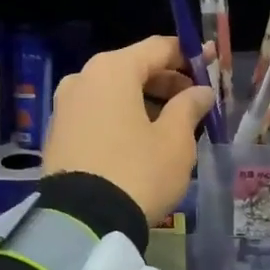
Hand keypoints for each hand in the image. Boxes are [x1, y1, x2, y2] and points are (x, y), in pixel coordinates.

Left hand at [45, 35, 214, 223]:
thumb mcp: (175, 141)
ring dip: (145, 101)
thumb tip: (201, 91)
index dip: (189, 54)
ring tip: (174, 122)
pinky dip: (122, 117)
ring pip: (114, 92)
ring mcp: (64, 106)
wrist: (82, 221)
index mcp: (112, 70)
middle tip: (196, 99)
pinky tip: (143, 137)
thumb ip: (189, 107)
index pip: (158, 47)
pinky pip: (97, 113)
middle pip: (133, 68)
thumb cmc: (138, 172)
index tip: (212, 62)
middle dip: (167, 81)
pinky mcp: (57, 133)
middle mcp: (83, 79)